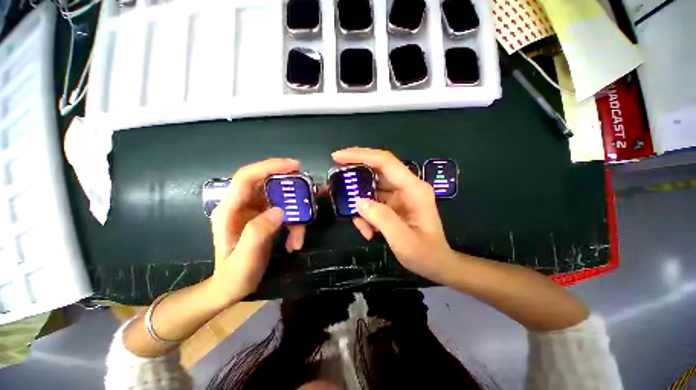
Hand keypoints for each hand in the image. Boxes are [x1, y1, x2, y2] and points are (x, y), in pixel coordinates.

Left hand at [209, 158, 304, 302]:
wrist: (231, 287)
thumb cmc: (235, 275)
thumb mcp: (245, 257)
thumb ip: (258, 232)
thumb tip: (280, 210)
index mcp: (230, 209)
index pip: (247, 177)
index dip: (270, 167)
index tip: (294, 166)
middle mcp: (241, 205)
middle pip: (266, 183)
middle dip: (288, 185)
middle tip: (308, 190)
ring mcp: (253, 211)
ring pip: (279, 199)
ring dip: (295, 214)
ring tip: (299, 238)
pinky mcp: (264, 217)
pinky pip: (283, 211)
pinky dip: (293, 224)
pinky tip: (294, 243)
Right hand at [332, 148, 456, 282]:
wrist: (436, 264)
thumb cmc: (425, 254)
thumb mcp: (404, 241)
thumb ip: (382, 219)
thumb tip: (359, 201)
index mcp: (414, 189)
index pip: (385, 162)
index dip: (360, 155)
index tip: (337, 157)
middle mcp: (407, 186)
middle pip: (376, 170)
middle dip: (355, 175)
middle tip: (336, 181)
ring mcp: (400, 194)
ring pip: (371, 187)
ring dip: (360, 203)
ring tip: (361, 226)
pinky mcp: (394, 203)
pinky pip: (373, 200)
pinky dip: (366, 213)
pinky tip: (368, 230)